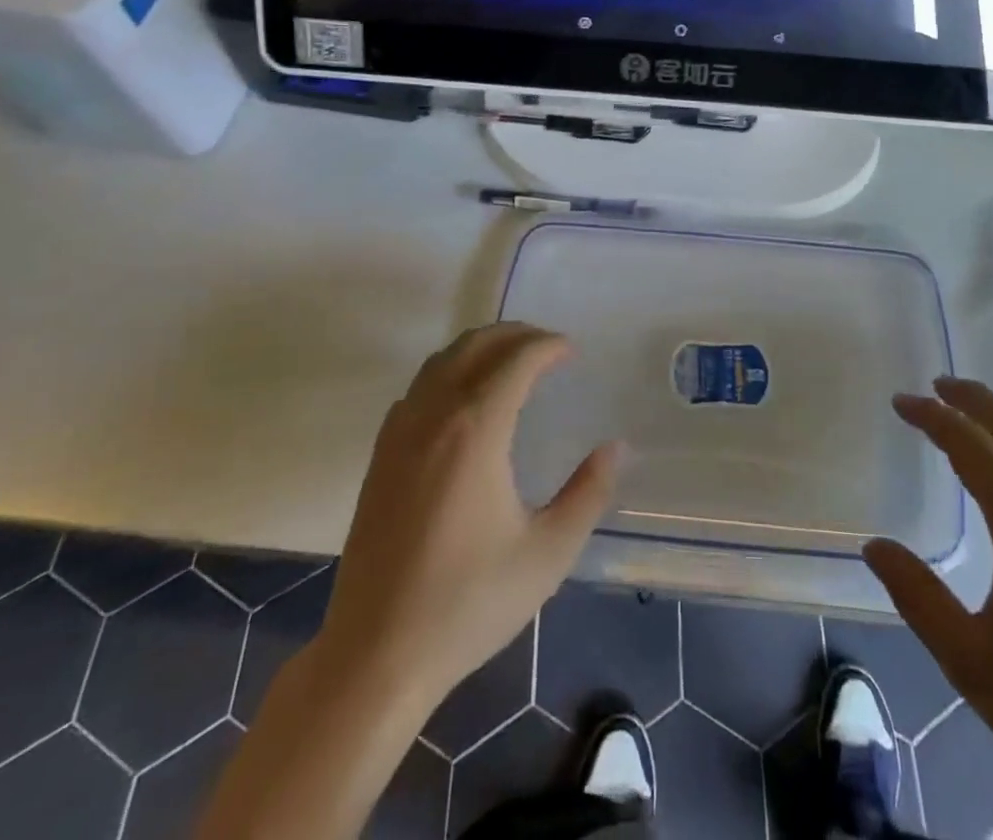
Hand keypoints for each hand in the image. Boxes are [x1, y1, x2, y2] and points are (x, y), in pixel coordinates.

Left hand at [196, 324, 616, 839]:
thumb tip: (615, 448)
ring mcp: (399, 434)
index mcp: (475, 430)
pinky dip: (448, 372)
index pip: (515, 360)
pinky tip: (463, 401)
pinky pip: (418, 388)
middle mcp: (434, 416)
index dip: (547, 346)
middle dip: (515, 335)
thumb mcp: (547, 553)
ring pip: (441, 361)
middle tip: (548, 348)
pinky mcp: (380, 457)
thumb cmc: (469, 603)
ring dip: (479, 348)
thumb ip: (588, 494)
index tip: (572, 351)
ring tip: (511, 362)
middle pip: (475, 346)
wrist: (376, 656)